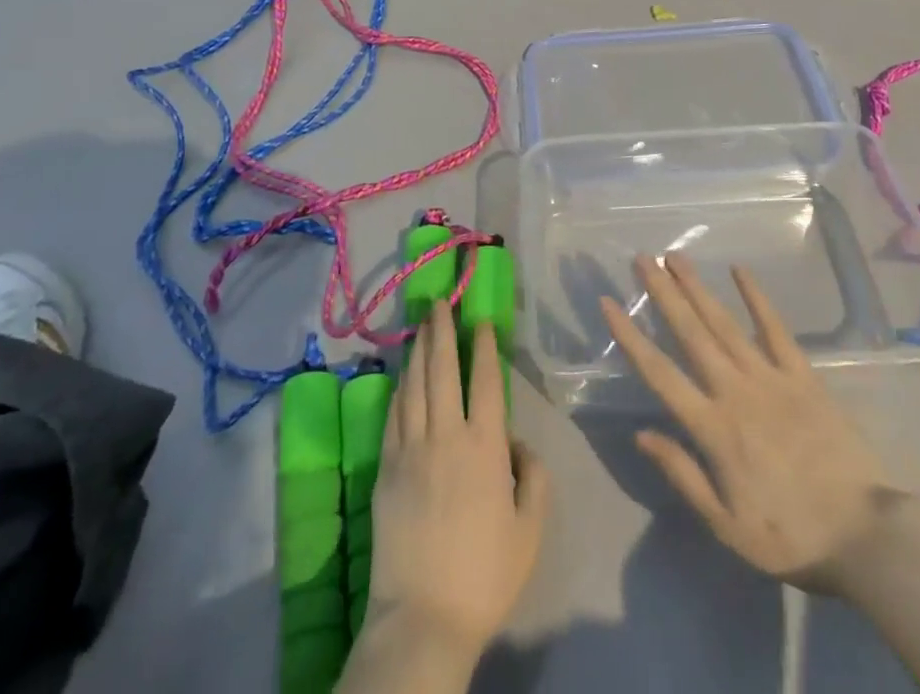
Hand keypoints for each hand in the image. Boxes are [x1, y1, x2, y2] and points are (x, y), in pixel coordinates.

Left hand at [364, 304, 549, 663]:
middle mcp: (446, 435)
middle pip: (443, 369)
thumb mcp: (530, 530)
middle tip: (440, 302)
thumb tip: (517, 442)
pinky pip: (393, 415)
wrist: (423, 616)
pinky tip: (402, 374)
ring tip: (421, 323)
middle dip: (442, 330)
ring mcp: (411, 448)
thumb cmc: (484, 575)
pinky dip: (399, 388)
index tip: (482, 320)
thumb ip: (534, 477)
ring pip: (415, 384)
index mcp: (485, 447)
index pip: (486, 380)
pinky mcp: (386, 467)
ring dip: (419, 349)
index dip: (485, 346)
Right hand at [601, 253, 899, 599]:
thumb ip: (682, 474)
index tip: (608, 303)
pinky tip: (739, 271)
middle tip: (642, 258)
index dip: (630, 336)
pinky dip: (756, 298)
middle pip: (691, 334)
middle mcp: (735, 391)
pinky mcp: (802, 376)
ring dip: (697, 288)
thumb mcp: (726, 525)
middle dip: (663, 294)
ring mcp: (770, 378)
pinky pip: (776, 329)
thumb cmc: (789, 537)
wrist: (865, 537)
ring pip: (724, 324)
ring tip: (675, 258)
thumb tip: (640, 434)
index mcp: (713, 428)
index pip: (660, 373)